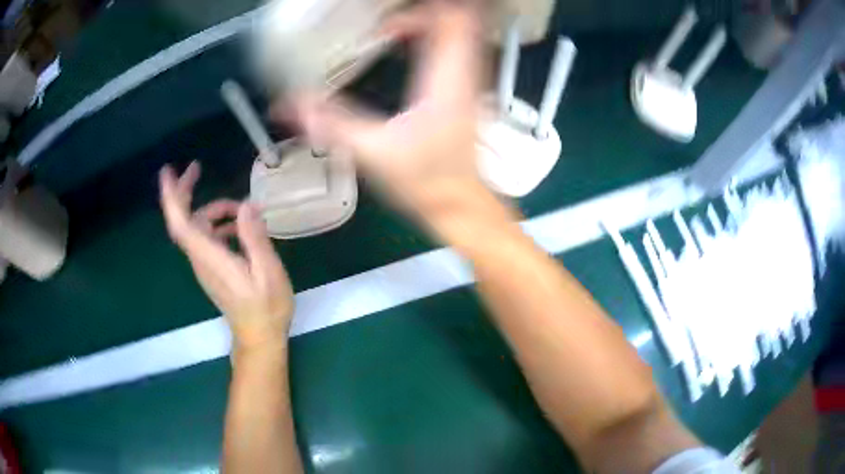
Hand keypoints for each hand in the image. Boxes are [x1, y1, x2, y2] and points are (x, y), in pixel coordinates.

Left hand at [159, 161, 294, 350]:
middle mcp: (201, 258)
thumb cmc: (266, 308)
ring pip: (198, 227)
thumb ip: (255, 238)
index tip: (168, 172)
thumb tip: (247, 205)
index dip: (171, 197)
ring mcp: (204, 264)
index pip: (181, 224)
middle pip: (182, 220)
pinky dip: (220, 225)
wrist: (259, 338)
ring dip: (215, 210)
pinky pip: (207, 237)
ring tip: (244, 209)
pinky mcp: (211, 268)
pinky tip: (241, 228)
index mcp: (210, 257)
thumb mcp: (268, 272)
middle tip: (196, 167)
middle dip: (184, 191)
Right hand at [288, 1, 485, 217]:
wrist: (462, 206)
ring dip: (435, 22)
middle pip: (461, 19)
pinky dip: (441, 38)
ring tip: (400, 26)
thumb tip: (288, 107)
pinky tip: (416, 46)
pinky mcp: (469, 93)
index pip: (447, 20)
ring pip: (466, 32)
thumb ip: (330, 124)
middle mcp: (467, 74)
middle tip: (390, 19)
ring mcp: (473, 83)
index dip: (414, 13)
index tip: (382, 27)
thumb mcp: (371, 152)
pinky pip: (463, 49)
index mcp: (445, 80)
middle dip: (425, 12)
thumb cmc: (425, 182)